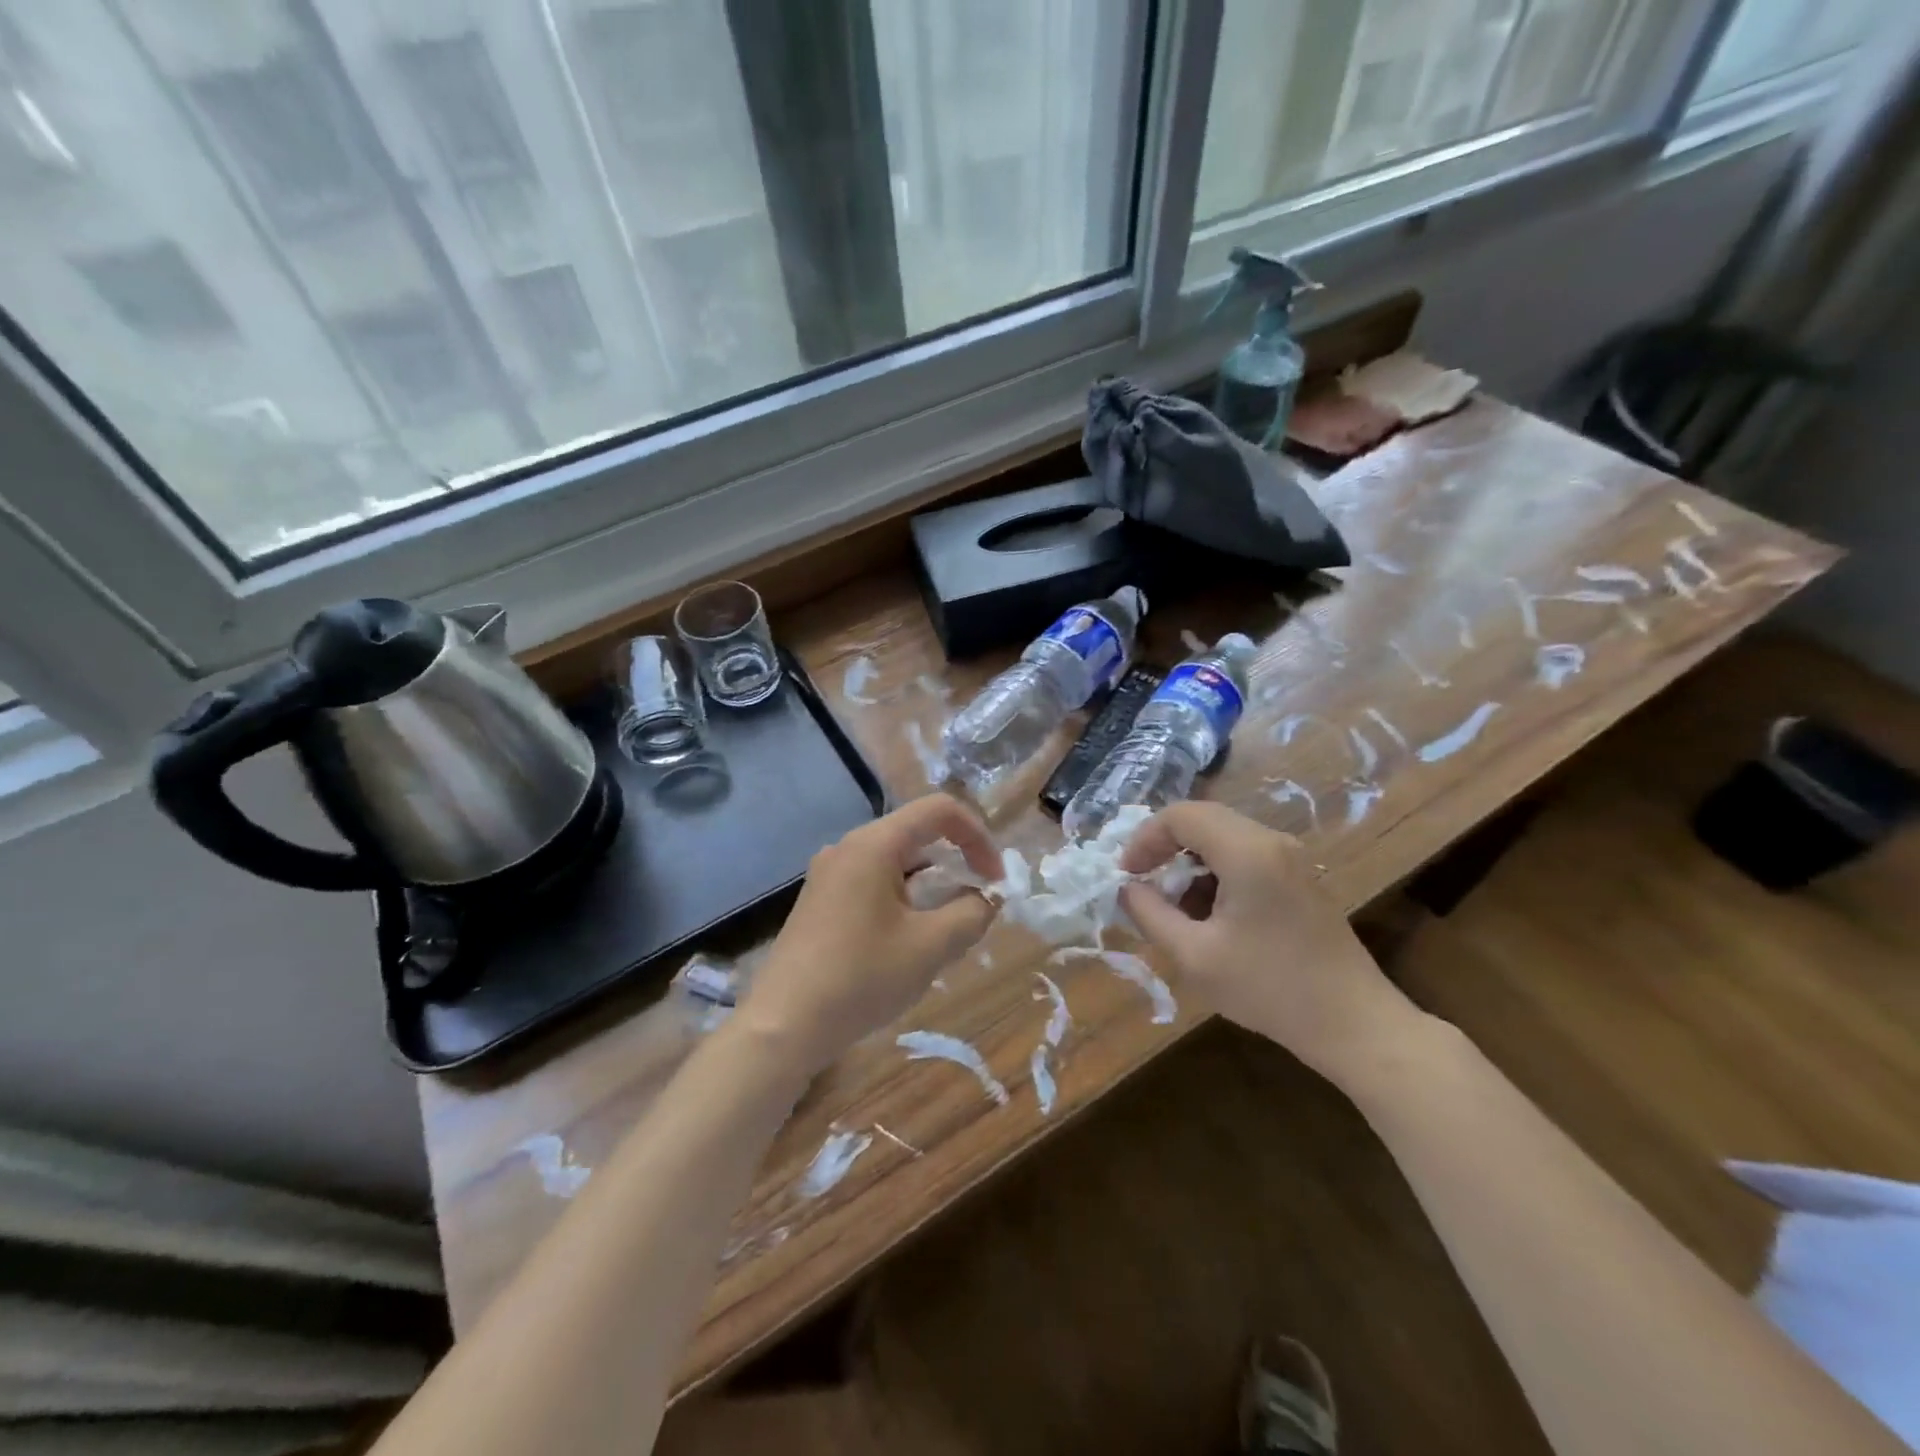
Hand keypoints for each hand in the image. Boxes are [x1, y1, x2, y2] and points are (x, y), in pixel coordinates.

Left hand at [740, 795, 1000, 1076]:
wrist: (783, 1026)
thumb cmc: (861, 978)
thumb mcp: (931, 947)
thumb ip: (972, 913)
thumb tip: (986, 898)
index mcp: (873, 844)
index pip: (939, 810)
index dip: (978, 836)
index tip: (994, 879)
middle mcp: (848, 847)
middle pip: (916, 834)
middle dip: (955, 862)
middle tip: (976, 905)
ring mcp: (829, 874)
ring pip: (895, 861)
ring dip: (930, 884)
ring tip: (945, 929)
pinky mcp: (820, 901)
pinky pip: (873, 882)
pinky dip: (903, 898)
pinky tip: (907, 941)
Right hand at [1119, 802, 1422, 1085]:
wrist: (1353, 1023)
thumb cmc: (1269, 988)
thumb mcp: (1194, 956)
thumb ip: (1149, 914)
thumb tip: (1127, 888)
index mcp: (1247, 852)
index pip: (1181, 815)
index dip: (1145, 838)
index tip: (1128, 875)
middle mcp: (1271, 841)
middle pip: (1203, 820)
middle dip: (1165, 848)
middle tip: (1144, 884)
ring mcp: (1290, 858)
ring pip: (1223, 837)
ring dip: (1190, 863)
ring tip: (1176, 909)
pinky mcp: (1299, 878)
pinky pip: (1245, 856)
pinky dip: (1216, 874)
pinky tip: (1211, 918)